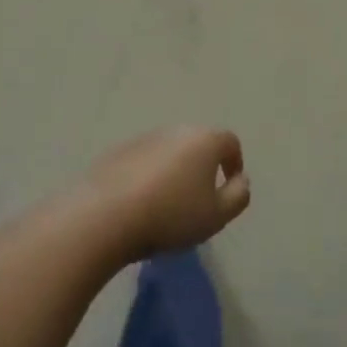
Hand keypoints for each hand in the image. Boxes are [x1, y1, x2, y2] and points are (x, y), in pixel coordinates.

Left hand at [87, 128, 250, 259]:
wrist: (105, 215)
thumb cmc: (171, 215)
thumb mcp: (217, 215)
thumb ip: (238, 196)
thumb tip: (241, 180)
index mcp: (204, 140)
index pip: (230, 142)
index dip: (234, 163)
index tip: (229, 187)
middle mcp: (175, 131)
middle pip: (198, 143)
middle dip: (203, 166)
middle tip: (199, 198)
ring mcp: (144, 138)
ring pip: (169, 152)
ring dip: (174, 171)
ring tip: (168, 204)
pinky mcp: (118, 152)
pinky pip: (143, 161)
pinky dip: (148, 176)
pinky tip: (140, 203)